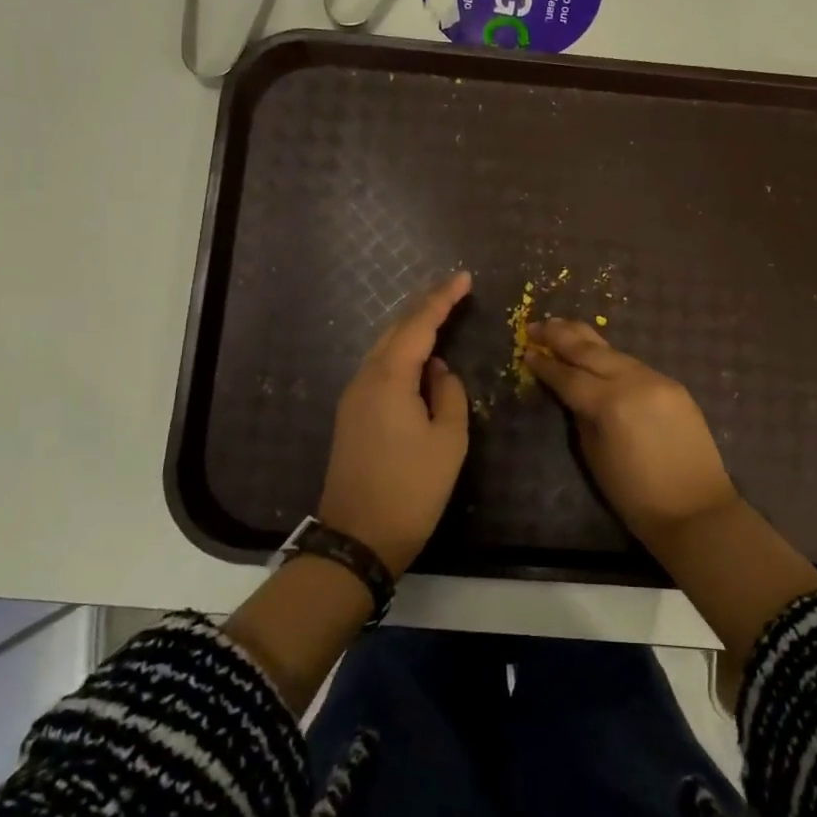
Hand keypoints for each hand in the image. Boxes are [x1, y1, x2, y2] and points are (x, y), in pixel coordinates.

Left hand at [318, 272, 472, 576]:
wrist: (358, 538)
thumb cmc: (411, 489)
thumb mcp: (448, 441)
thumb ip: (449, 394)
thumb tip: (439, 370)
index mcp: (389, 378)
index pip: (419, 324)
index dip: (442, 299)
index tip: (465, 278)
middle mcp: (365, 378)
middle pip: (395, 329)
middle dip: (424, 306)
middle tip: (454, 292)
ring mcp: (353, 396)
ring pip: (384, 348)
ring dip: (411, 329)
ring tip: (440, 315)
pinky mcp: (352, 414)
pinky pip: (379, 368)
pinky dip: (401, 353)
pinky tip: (419, 357)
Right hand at [524, 318, 738, 546]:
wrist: (695, 509)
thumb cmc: (635, 494)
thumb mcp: (595, 455)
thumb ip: (582, 416)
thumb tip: (574, 394)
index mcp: (609, 404)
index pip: (568, 376)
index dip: (545, 364)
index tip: (525, 350)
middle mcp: (634, 382)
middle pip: (590, 350)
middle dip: (560, 335)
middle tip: (536, 325)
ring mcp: (657, 380)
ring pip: (614, 351)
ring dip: (586, 339)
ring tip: (562, 328)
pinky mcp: (673, 386)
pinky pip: (635, 365)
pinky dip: (611, 357)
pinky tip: (598, 354)